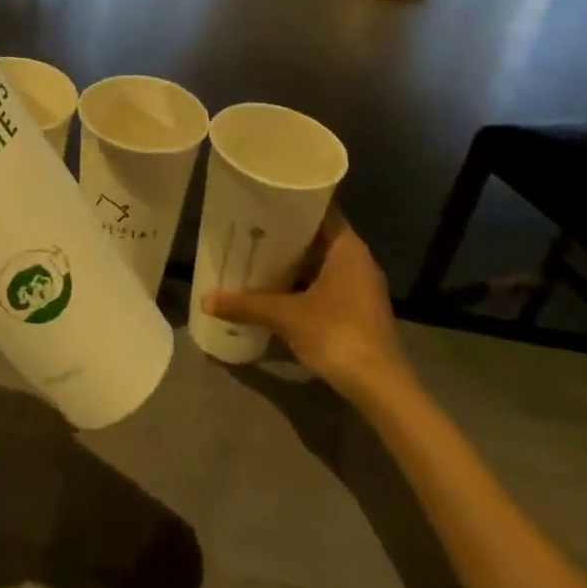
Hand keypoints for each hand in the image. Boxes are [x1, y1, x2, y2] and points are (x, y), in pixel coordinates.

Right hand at [204, 210, 411, 400]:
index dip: (291, 202)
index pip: (319, 208)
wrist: (381, 388)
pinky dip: (304, 282)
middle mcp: (358, 259)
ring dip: (294, 261)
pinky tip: (277, 289)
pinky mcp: (360, 309)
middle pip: (317, 235)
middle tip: (250, 227)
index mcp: (347, 246)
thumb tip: (205, 300)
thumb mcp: (286, 317)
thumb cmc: (337, 335)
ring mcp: (361, 285)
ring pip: (322, 261)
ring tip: (257, 255)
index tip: (262, 199)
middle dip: (285, 233)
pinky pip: (327, 283)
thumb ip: (247, 304)